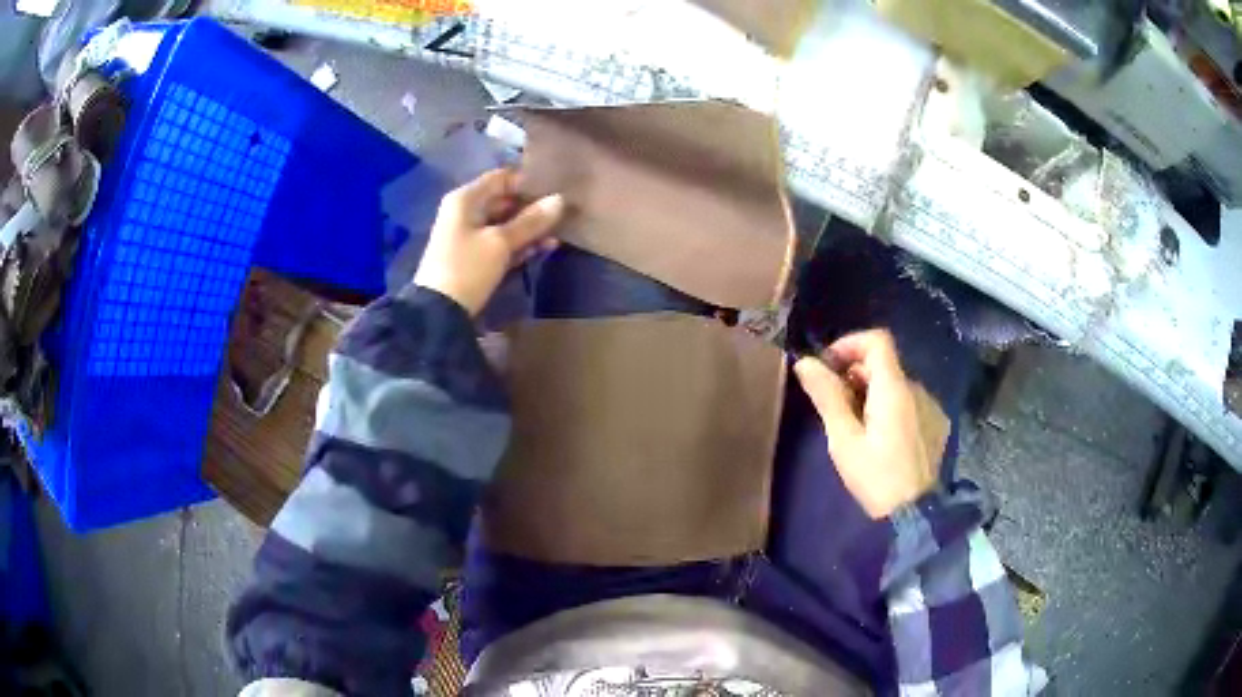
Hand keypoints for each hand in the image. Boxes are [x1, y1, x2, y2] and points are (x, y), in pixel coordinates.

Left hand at [414, 169, 564, 315]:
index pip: (501, 178)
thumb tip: (560, 200)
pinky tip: (546, 247)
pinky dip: (521, 244)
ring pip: (506, 224)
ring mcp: (470, 236)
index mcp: (466, 199)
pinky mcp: (475, 258)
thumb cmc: (467, 267)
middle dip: (533, 206)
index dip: (528, 181)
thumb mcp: (500, 242)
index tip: (556, 187)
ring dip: (531, 228)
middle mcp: (466, 212)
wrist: (439, 313)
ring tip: (561, 231)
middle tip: (565, 211)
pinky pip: (502, 243)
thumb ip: (531, 221)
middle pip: (504, 201)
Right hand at [793, 329, 948, 518]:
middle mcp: (917, 389)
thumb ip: (827, 397)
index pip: (877, 340)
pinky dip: (892, 409)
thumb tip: (806, 363)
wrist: (916, 514)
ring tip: (857, 429)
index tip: (829, 367)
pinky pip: (911, 403)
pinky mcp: (937, 424)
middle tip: (836, 408)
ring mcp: (931, 406)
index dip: (850, 344)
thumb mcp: (844, 441)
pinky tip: (883, 440)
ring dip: (873, 394)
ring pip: (897, 385)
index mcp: (894, 389)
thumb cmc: (875, 477)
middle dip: (856, 375)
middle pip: (884, 364)